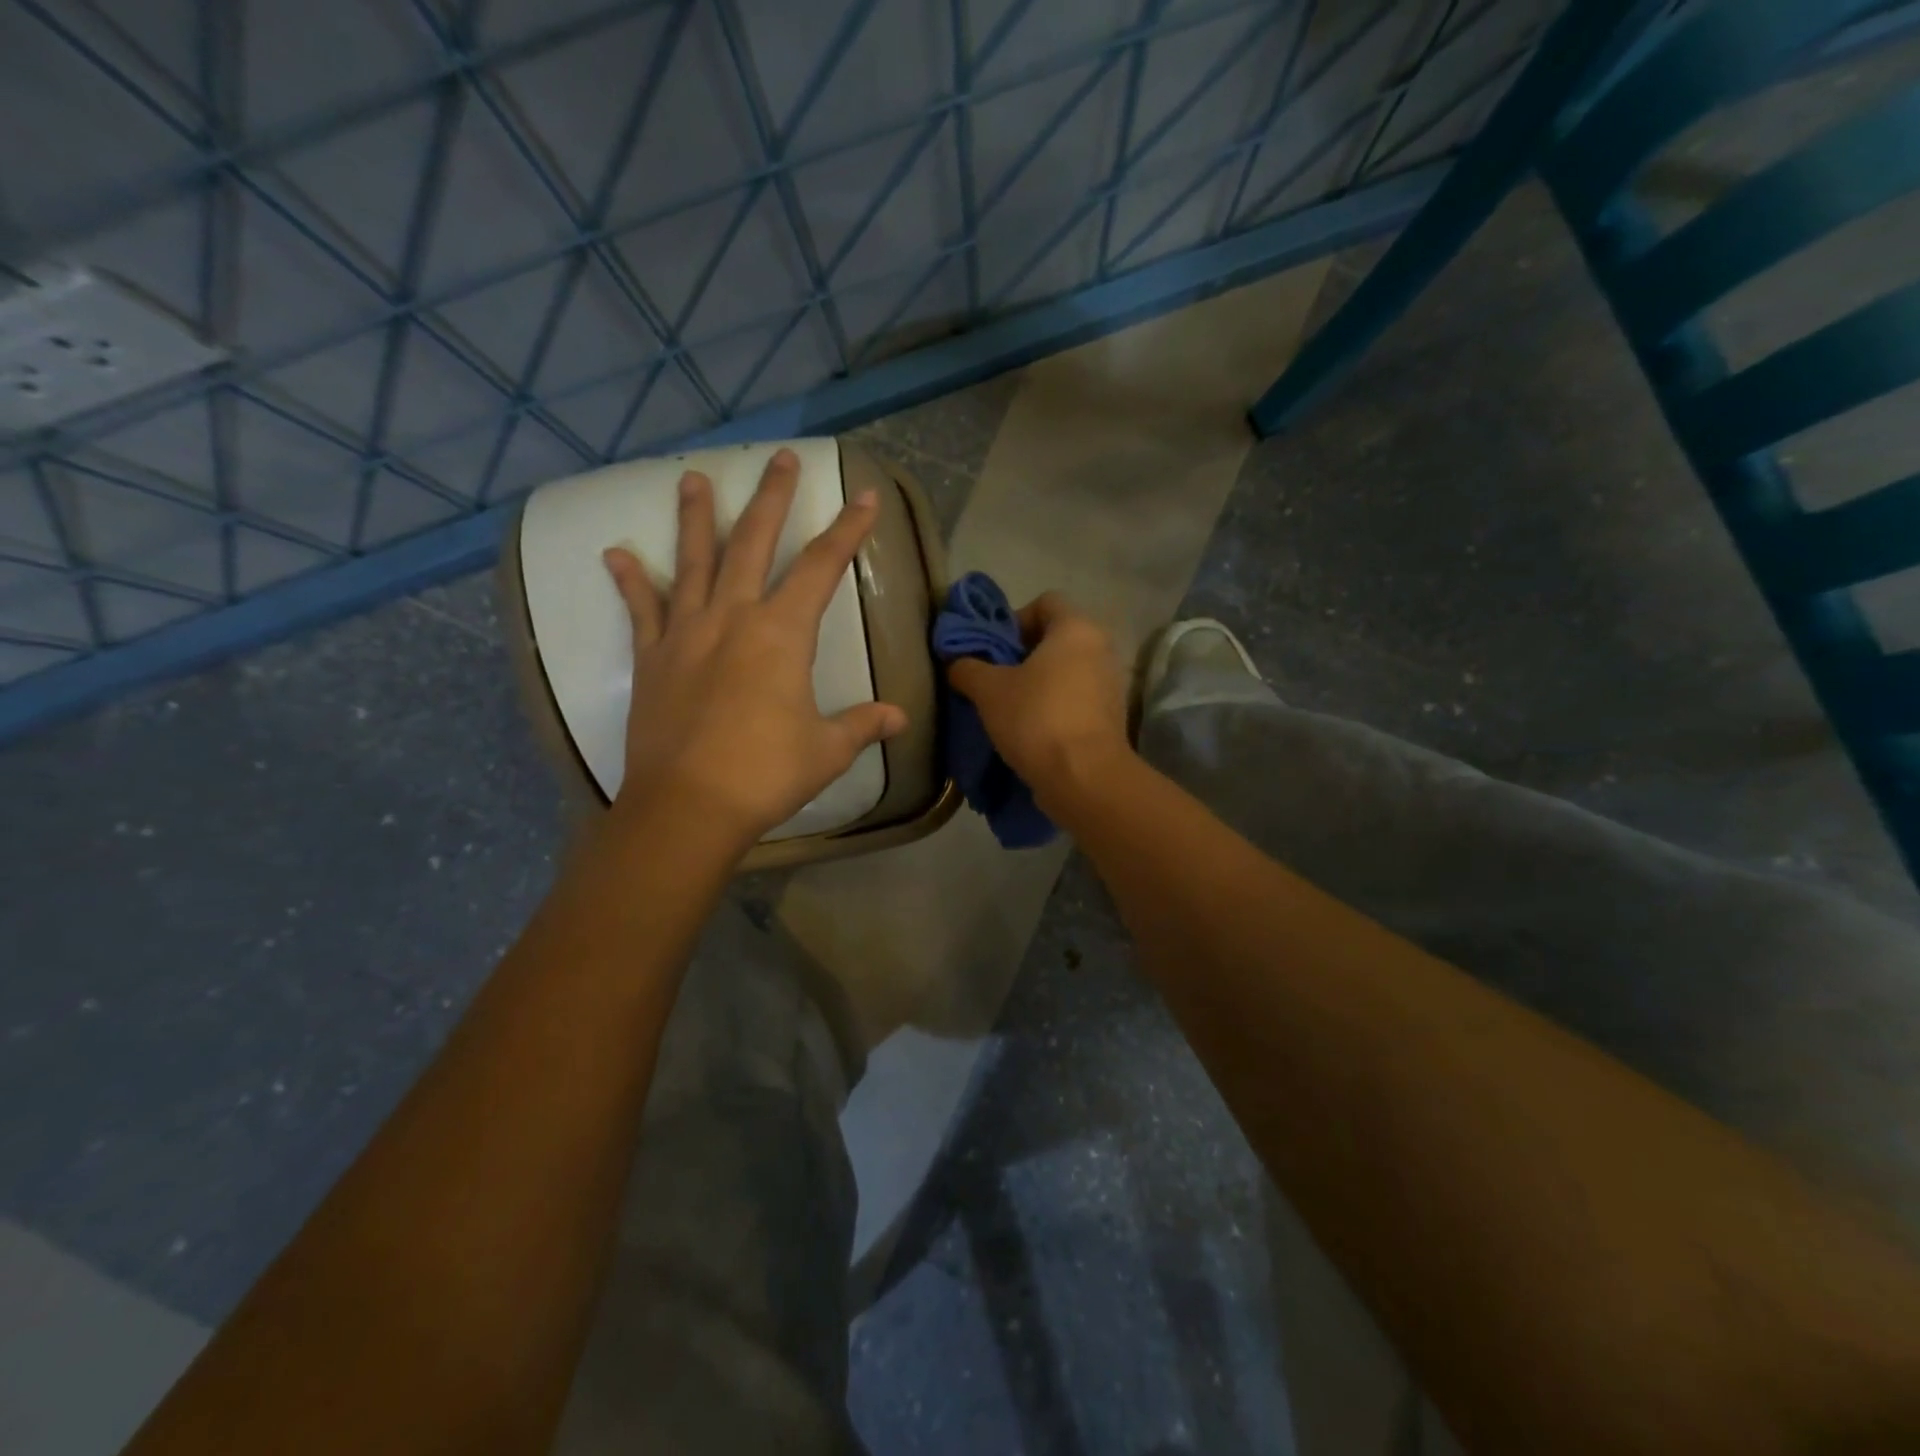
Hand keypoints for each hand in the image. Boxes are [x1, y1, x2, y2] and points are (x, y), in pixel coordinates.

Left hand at [601, 448, 906, 849]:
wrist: (689, 806)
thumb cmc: (765, 774)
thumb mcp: (827, 750)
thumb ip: (862, 725)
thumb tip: (898, 717)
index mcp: (781, 634)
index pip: (821, 568)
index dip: (847, 530)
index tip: (864, 496)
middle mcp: (733, 618)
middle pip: (753, 543)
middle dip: (771, 498)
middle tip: (779, 458)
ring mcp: (686, 634)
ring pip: (693, 562)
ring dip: (696, 518)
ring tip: (693, 479)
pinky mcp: (652, 659)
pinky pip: (641, 610)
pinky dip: (630, 582)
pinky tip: (616, 554)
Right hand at [946, 593, 1131, 808]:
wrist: (1084, 778)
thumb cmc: (1036, 718)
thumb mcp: (988, 691)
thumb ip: (967, 668)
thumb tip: (956, 663)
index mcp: (1076, 628)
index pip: (1045, 601)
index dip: (1014, 619)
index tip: (994, 649)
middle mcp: (1102, 648)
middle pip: (1057, 638)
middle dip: (1023, 655)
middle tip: (995, 679)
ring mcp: (1111, 684)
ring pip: (1068, 671)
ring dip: (1039, 684)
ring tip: (1010, 708)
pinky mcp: (1112, 716)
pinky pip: (1078, 698)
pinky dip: (1056, 706)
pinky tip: (1032, 730)